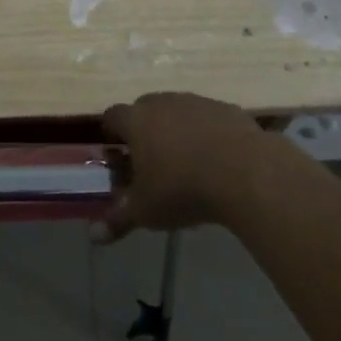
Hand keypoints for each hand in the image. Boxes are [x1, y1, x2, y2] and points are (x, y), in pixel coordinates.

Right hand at [94, 92, 270, 243]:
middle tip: (149, 157)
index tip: (115, 150)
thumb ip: (118, 220)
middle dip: (143, 128)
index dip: (111, 131)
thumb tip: (94, 237)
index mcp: (137, 121)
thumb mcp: (146, 211)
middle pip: (145, 107)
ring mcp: (197, 103)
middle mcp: (163, 103)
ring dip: (176, 128)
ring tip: (185, 159)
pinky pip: (208, 117)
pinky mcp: (227, 109)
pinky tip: (216, 158)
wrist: (246, 173)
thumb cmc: (183, 189)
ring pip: (178, 109)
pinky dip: (206, 132)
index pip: (113, 115)